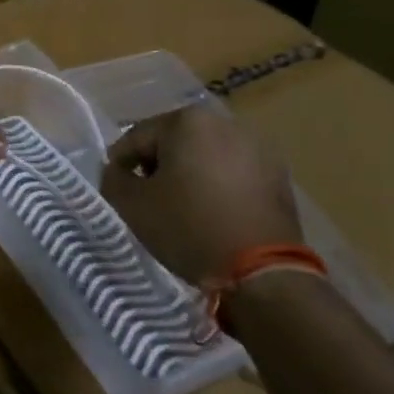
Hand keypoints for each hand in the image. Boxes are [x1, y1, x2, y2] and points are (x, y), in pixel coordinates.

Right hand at [100, 103, 303, 286]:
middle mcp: (226, 123)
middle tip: (146, 197)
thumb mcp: (132, 204)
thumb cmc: (188, 228)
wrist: (262, 273)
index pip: (137, 136)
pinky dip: (216, 186)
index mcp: (188, 121)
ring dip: (188, 174)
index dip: (120, 162)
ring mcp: (258, 149)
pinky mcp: (278, 176)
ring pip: (205, 156)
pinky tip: (210, 213)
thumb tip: (118, 171)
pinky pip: (232, 173)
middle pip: (174, 141)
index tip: (115, 187)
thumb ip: (114, 178)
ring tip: (179, 207)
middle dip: (157, 165)